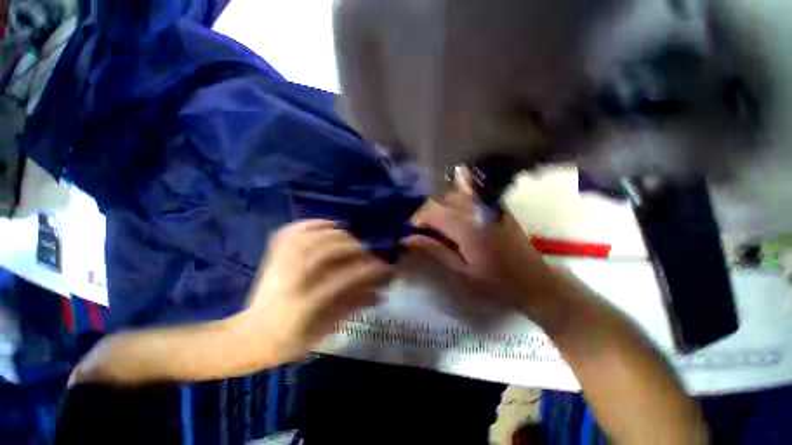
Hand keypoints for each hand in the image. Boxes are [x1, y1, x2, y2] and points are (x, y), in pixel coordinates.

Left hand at [241, 220, 394, 364]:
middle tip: (368, 252)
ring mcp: (278, 264)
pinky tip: (327, 224)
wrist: (251, 335)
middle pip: (328, 252)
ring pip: (312, 237)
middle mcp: (290, 279)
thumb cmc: (291, 339)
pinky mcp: (273, 256)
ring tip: (352, 238)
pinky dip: (312, 223)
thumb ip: (353, 305)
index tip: (385, 268)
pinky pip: (293, 230)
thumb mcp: (326, 328)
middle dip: (355, 249)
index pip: (345, 280)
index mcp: (304, 304)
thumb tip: (380, 291)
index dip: (368, 271)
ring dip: (337, 234)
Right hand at [404, 170, 556, 313]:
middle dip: (424, 215)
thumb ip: (434, 250)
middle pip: (438, 201)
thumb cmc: (495, 282)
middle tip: (420, 233)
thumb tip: (407, 238)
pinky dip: (460, 185)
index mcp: (465, 226)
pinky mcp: (493, 205)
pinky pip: (472, 189)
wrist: (533, 280)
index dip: (415, 221)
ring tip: (434, 224)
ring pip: (451, 195)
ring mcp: (486, 204)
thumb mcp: (461, 271)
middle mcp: (474, 208)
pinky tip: (455, 182)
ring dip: (437, 207)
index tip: (409, 235)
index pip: (430, 212)